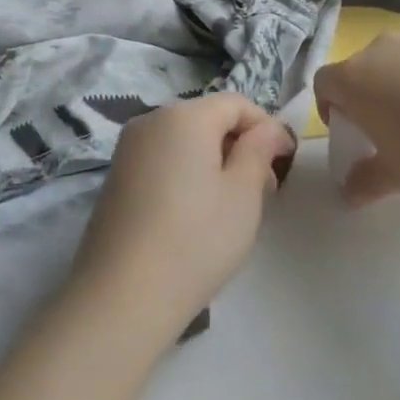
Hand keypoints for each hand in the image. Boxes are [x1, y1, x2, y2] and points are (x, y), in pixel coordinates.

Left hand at [71, 95, 293, 343]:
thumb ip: (259, 151)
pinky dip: (185, 173)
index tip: (283, 164)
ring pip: (184, 140)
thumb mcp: (243, 195)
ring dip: (212, 161)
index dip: (265, 127)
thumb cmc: (195, 240)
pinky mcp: (116, 176)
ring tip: (229, 207)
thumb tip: (270, 128)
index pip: (236, 103)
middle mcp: (151, 120)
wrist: (122, 295)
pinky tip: (193, 215)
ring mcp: (128, 148)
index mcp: (184, 115)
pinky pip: (161, 159)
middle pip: (207, 118)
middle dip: (239, 145)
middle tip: (262, 192)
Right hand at [314, 0, 399, 207]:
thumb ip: (367, 181)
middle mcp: (379, 50)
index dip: (331, 106)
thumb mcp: (398, 177)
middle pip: (360, 66)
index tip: (352, 132)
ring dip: (398, 68)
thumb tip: (349, 192)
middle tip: (390, 128)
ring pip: (394, 46)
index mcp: (354, 80)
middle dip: (367, 92)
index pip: (324, 83)